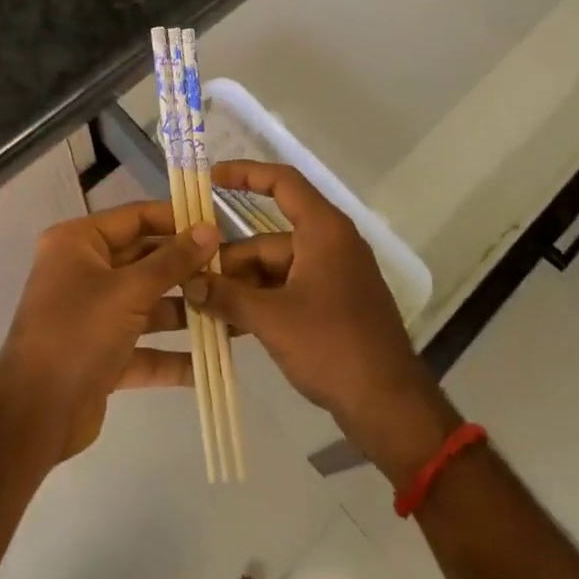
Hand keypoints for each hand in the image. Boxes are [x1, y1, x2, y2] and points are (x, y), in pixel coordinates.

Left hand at [0, 201, 218, 462]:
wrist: (33, 417)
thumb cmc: (78, 334)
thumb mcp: (129, 291)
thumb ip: (172, 261)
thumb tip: (210, 230)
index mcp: (78, 243)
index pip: (136, 218)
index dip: (177, 220)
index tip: (218, 228)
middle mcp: (83, 272)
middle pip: (144, 261)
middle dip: (186, 270)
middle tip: (231, 272)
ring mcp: (92, 315)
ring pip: (147, 304)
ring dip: (185, 312)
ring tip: (230, 313)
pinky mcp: (101, 354)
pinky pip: (143, 346)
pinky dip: (171, 355)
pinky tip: (210, 362)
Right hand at [190, 162, 457, 482]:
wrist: (389, 404)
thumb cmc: (332, 346)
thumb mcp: (271, 319)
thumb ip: (226, 296)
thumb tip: (189, 283)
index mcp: (324, 230)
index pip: (282, 182)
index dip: (246, 174)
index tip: (210, 178)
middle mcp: (330, 243)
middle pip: (269, 238)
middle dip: (231, 260)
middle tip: (191, 282)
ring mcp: (334, 275)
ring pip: (276, 268)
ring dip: (243, 286)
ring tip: (204, 308)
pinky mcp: (335, 304)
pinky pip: (289, 290)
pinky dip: (262, 302)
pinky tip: (231, 325)